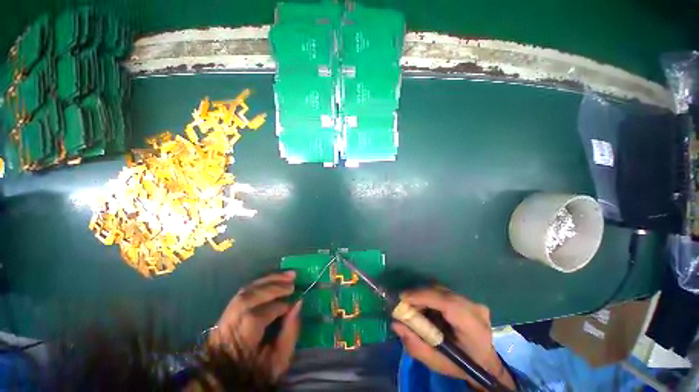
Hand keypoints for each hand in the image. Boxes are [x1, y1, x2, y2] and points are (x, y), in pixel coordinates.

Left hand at [208, 271, 300, 379]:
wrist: (226, 378)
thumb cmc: (256, 371)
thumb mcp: (278, 361)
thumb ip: (290, 333)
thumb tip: (298, 303)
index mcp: (240, 342)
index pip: (257, 317)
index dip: (278, 307)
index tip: (294, 304)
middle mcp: (229, 324)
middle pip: (248, 297)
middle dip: (273, 286)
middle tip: (293, 282)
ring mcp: (225, 316)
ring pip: (245, 290)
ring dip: (269, 279)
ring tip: (287, 275)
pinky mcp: (227, 311)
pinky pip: (244, 291)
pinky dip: (261, 282)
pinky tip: (274, 279)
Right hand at [392, 288, 514, 390]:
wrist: (486, 364)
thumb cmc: (462, 366)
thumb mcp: (437, 363)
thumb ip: (415, 345)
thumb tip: (396, 324)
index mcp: (473, 329)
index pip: (448, 304)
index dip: (424, 297)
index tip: (403, 298)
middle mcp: (476, 310)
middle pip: (442, 293)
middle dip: (419, 295)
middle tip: (404, 303)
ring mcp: (474, 302)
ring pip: (442, 290)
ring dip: (424, 295)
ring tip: (413, 306)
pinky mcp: (469, 300)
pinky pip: (445, 292)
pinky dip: (431, 296)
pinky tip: (425, 306)